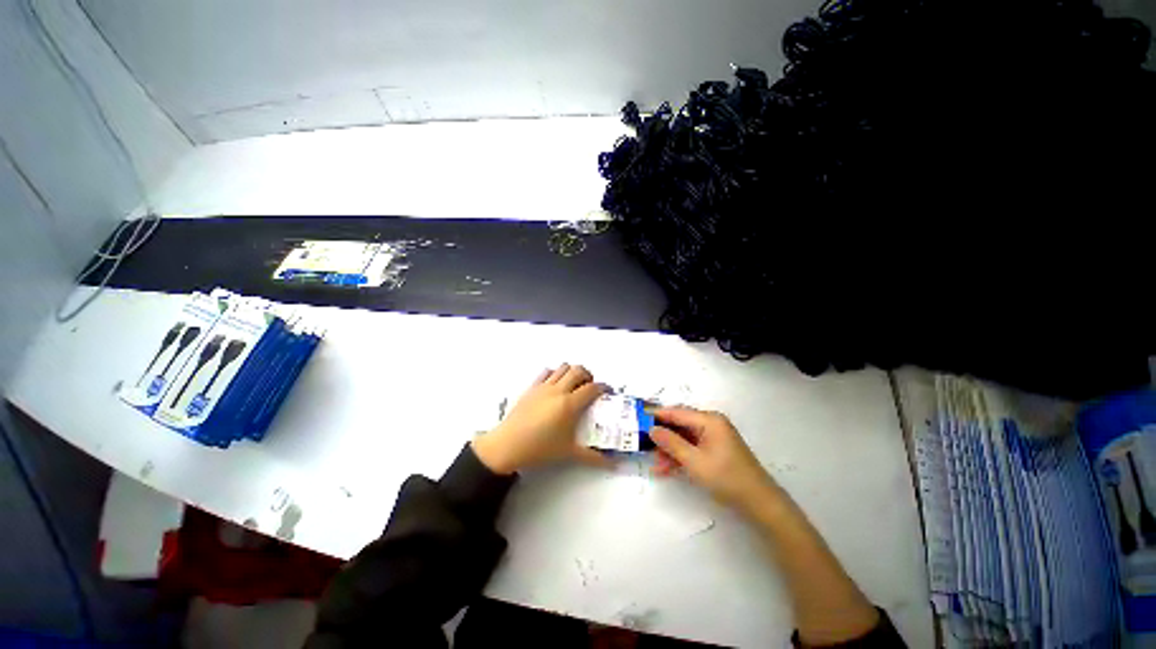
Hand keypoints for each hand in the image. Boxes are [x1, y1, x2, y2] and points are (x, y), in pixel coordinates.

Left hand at [472, 364, 609, 473]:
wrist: (508, 445)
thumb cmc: (540, 449)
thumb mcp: (569, 453)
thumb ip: (593, 458)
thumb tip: (613, 465)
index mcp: (569, 404)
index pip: (592, 388)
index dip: (603, 387)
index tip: (607, 392)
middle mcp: (558, 390)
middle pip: (578, 371)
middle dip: (588, 375)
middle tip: (590, 387)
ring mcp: (543, 386)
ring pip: (563, 367)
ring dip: (572, 372)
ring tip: (574, 384)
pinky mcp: (532, 387)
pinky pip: (546, 372)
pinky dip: (555, 373)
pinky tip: (555, 385)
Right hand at [649, 407, 780, 513]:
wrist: (759, 503)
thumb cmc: (726, 478)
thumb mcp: (694, 461)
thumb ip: (671, 443)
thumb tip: (652, 429)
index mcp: (709, 420)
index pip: (677, 412)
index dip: (657, 415)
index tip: (638, 419)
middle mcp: (711, 424)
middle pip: (680, 425)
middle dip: (662, 436)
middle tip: (644, 445)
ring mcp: (713, 437)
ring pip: (684, 438)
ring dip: (670, 450)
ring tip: (655, 465)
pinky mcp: (714, 450)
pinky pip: (692, 448)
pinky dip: (680, 457)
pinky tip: (666, 470)